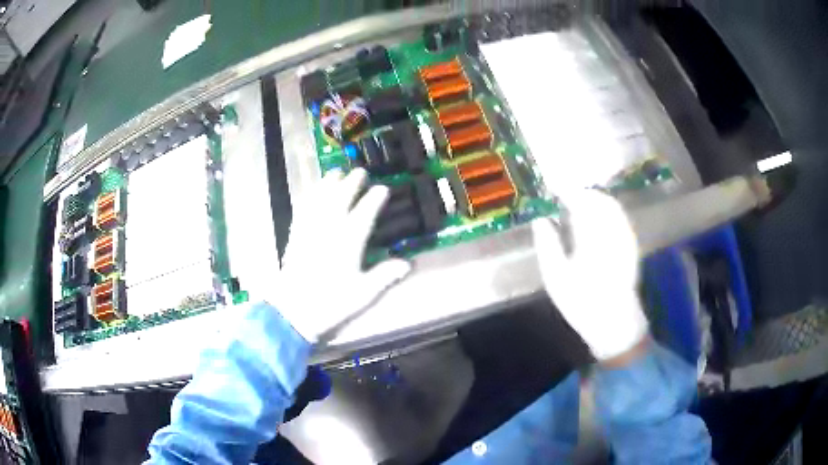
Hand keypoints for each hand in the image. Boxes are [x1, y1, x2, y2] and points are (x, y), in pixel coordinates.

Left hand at [270, 169, 411, 343]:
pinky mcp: (296, 234)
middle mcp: (329, 228)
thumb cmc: (332, 302)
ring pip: (321, 198)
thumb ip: (385, 275)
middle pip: (342, 197)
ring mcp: (310, 228)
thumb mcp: (363, 293)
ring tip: (336, 173)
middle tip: (361, 173)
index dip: (375, 198)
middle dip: (352, 182)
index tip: (383, 189)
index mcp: (349, 241)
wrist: (295, 310)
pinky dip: (310, 195)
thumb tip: (407, 264)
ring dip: (329, 183)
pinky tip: (312, 191)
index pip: (365, 212)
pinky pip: (303, 207)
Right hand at [532, 189, 647, 361]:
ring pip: (611, 206)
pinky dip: (606, 211)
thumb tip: (540, 219)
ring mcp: (624, 236)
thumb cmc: (581, 302)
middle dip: (581, 193)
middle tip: (564, 195)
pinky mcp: (631, 244)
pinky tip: (596, 219)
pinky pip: (619, 217)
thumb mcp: (556, 278)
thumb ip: (547, 245)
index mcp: (591, 237)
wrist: (614, 322)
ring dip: (594, 200)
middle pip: (598, 199)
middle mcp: (611, 230)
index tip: (552, 190)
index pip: (579, 202)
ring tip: (578, 204)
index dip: (565, 192)